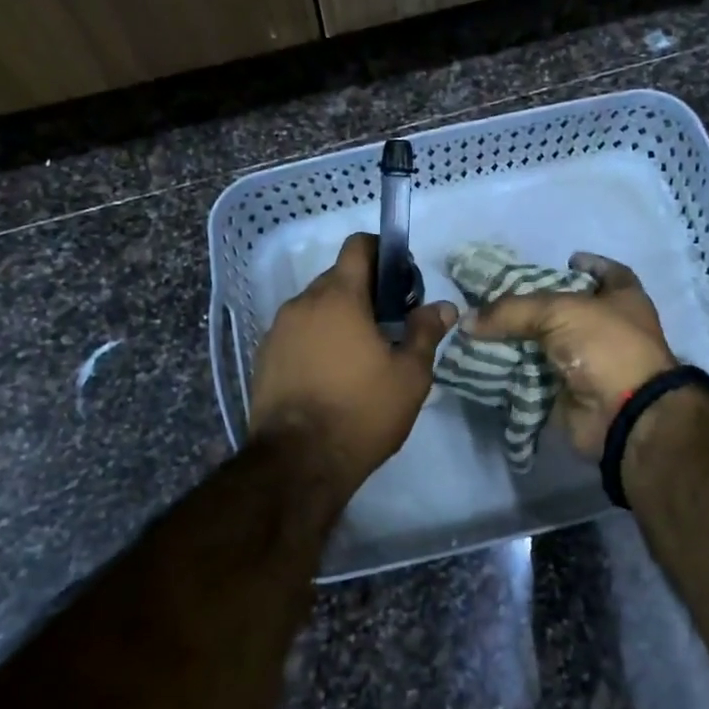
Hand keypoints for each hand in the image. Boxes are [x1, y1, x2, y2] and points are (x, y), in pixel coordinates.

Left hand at [248, 233, 456, 487]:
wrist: (298, 462)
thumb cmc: (361, 412)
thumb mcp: (409, 376)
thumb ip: (425, 333)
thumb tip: (444, 307)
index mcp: (339, 297)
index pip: (357, 246)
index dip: (382, 252)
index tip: (400, 281)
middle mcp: (302, 303)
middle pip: (337, 278)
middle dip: (364, 292)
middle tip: (387, 327)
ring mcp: (278, 330)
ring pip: (315, 307)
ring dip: (339, 318)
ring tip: (359, 356)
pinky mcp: (264, 356)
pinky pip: (297, 333)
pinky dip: (316, 340)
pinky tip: (330, 374)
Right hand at [463, 251, 676, 456]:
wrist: (622, 414)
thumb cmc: (605, 346)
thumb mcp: (558, 311)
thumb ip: (511, 310)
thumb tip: (467, 320)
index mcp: (622, 299)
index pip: (608, 273)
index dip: (588, 264)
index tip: (564, 259)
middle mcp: (609, 328)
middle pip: (568, 310)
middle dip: (535, 305)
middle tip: (499, 296)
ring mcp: (589, 362)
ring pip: (545, 345)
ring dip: (517, 340)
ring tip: (481, 328)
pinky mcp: (569, 391)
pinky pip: (533, 376)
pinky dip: (512, 372)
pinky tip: (484, 361)